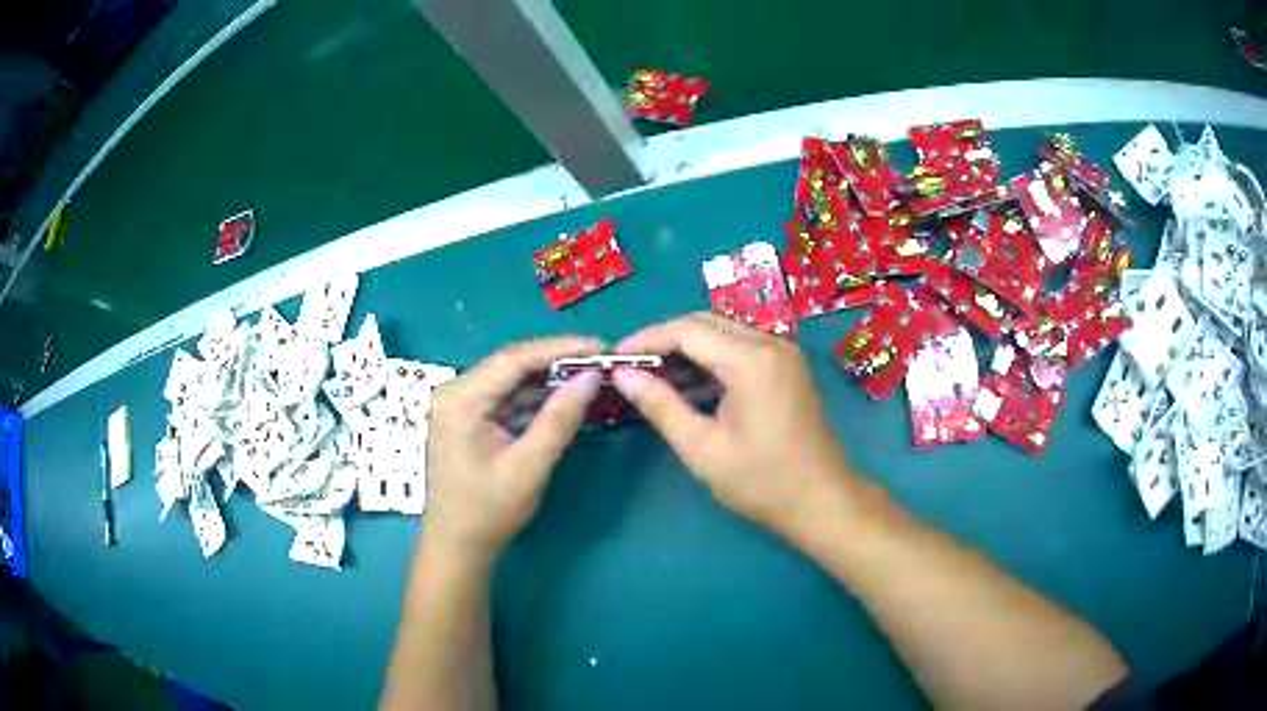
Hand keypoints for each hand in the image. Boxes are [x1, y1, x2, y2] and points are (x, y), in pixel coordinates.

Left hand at [423, 337, 603, 567]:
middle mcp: (454, 392)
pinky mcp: (466, 419)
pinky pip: (504, 398)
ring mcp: (458, 405)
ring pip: (509, 380)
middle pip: (511, 364)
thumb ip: (559, 420)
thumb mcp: (529, 467)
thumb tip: (591, 377)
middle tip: (599, 360)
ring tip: (588, 376)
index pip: (515, 359)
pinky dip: (533, 398)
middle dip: (556, 361)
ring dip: (547, 379)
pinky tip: (562, 398)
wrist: (457, 547)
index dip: (560, 349)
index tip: (600, 347)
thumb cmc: (488, 512)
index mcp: (461, 399)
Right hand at [612, 313, 859, 541]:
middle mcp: (770, 344)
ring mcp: (783, 353)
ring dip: (687, 350)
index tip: (615, 358)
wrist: (822, 500)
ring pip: (723, 333)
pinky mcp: (787, 367)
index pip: (687, 330)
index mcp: (751, 361)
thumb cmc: (762, 482)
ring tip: (653, 379)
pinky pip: (740, 349)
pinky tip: (689, 386)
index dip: (646, 339)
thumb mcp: (702, 449)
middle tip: (632, 368)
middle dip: (665, 340)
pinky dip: (711, 360)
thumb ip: (661, 406)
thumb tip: (624, 375)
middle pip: (705, 323)